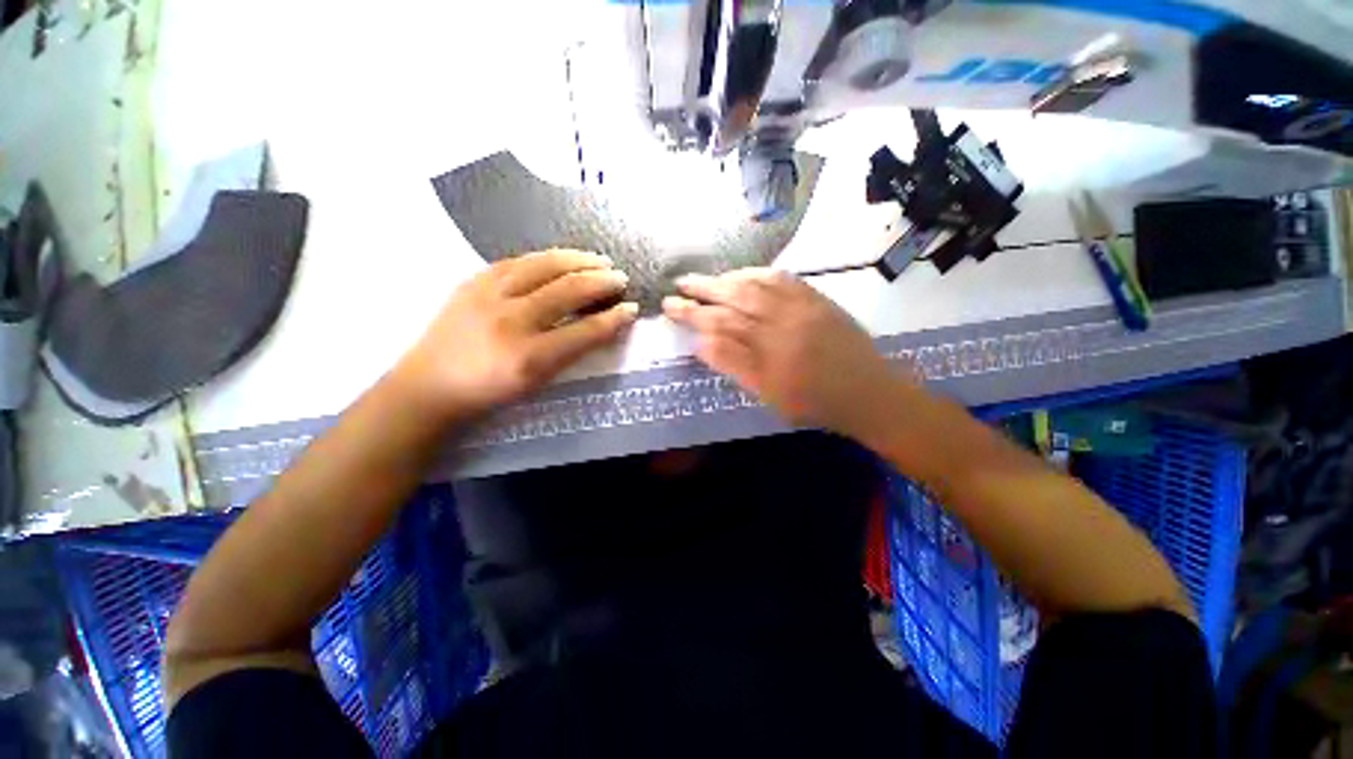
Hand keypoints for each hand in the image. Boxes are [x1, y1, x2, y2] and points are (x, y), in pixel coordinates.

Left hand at [399, 249, 635, 418]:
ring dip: (578, 260)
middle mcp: (511, 320)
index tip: (631, 309)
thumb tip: (602, 327)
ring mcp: (489, 295)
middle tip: (620, 277)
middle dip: (601, 281)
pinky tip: (562, 258)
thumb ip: (571, 354)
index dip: (613, 319)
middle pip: (567, 290)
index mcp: (528, 357)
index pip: (584, 332)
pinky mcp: (474, 280)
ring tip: (599, 260)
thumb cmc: (489, 390)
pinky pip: (518, 260)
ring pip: (544, 266)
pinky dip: (547, 257)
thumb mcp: (536, 382)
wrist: (430, 383)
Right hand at [663, 269, 906, 437]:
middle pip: (731, 305)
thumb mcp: (769, 397)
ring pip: (751, 288)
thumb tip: (701, 343)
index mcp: (767, 363)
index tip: (670, 310)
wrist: (868, 392)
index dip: (691, 319)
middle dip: (699, 295)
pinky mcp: (816, 299)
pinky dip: (752, 274)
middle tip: (675, 289)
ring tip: (698, 280)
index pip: (718, 333)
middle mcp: (781, 332)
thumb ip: (734, 368)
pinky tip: (737, 274)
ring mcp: (800, 311)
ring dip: (720, 281)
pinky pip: (780, 279)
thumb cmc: (814, 404)